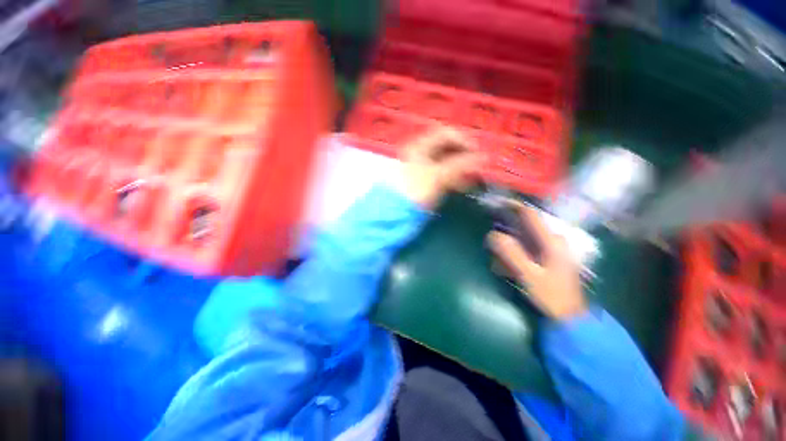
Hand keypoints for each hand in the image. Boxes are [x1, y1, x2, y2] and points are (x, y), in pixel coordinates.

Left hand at [398, 127, 482, 208]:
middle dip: (464, 155)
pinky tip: (462, 186)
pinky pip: (442, 174)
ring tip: (472, 179)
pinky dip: (453, 178)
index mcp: (420, 145)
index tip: (477, 153)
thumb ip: (461, 165)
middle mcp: (420, 153)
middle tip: (477, 166)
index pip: (446, 133)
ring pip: (445, 162)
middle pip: (446, 148)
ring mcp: (420, 167)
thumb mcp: (438, 176)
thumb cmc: (415, 190)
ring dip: (460, 168)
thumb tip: (484, 157)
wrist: (396, 211)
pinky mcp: (423, 181)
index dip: (463, 140)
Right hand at [487, 204, 586, 319]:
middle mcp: (554, 240)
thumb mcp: (528, 275)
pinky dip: (518, 247)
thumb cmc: (551, 296)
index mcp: (551, 241)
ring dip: (512, 237)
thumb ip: (511, 253)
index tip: (496, 203)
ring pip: (528, 235)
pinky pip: (530, 244)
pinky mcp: (551, 257)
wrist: (570, 318)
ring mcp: (554, 248)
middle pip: (527, 224)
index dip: (513, 206)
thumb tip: (493, 235)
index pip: (530, 215)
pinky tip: (509, 260)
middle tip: (493, 229)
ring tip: (499, 250)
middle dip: (508, 224)